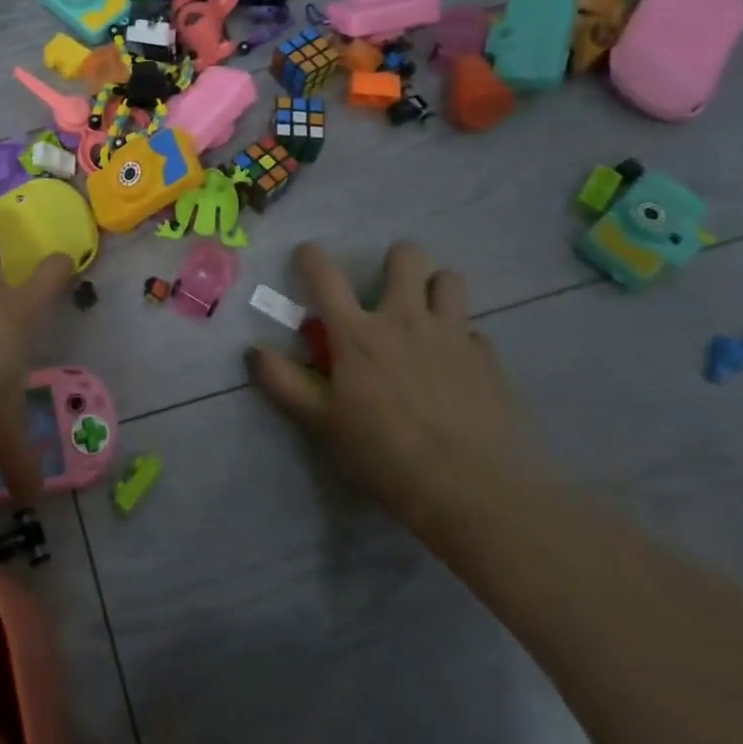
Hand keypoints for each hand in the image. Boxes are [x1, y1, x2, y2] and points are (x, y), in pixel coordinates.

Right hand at [247, 241, 529, 527]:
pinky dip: (461, 339)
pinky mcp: (488, 358)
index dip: (311, 256)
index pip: (325, 275)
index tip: (307, 254)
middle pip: (406, 257)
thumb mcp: (321, 422)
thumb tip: (254, 350)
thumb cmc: (383, 454)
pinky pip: (473, 331)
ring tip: (427, 314)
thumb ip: (283, 382)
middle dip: (395, 260)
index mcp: (357, 334)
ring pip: (449, 279)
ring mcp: (452, 335)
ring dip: (435, 288)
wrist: (469, 489)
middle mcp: (405, 320)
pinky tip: (456, 366)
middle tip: (387, 288)